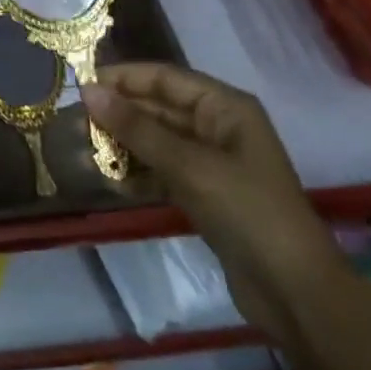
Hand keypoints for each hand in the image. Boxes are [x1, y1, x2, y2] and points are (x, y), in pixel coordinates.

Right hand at [80, 64, 342, 334]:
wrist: (295, 292)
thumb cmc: (246, 211)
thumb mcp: (188, 165)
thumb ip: (136, 128)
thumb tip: (89, 91)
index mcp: (224, 107)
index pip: (164, 77)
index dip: (123, 78)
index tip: (80, 85)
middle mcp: (218, 126)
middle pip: (159, 107)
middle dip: (119, 113)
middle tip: (75, 120)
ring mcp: (212, 161)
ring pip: (158, 139)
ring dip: (124, 143)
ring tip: (83, 148)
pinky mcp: (206, 193)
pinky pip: (163, 169)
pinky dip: (138, 171)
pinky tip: (110, 178)